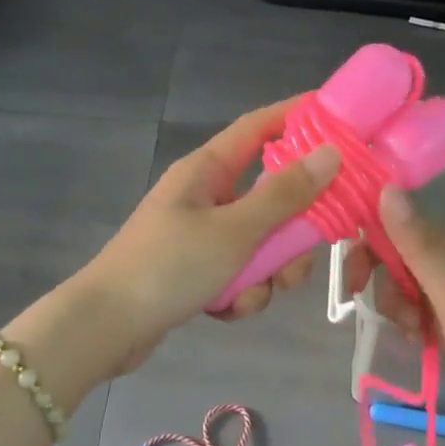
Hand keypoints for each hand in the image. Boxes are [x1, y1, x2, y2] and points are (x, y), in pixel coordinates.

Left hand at [78, 100, 341, 370]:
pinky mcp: (197, 269)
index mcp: (208, 169)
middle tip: (305, 253)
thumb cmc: (169, 266)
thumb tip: (331, 153)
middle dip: (292, 229)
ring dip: (267, 271)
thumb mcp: (235, 231)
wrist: (105, 329)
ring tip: (253, 294)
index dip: (298, 116)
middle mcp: (206, 194)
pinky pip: (240, 271)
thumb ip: (285, 195)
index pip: (260, 126)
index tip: (339, 117)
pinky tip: (226, 310)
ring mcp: (201, 232)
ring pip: (261, 240)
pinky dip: (241, 291)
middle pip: (270, 194)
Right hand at [349, 186, 444, 445]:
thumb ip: (419, 246)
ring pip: (404, 288)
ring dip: (398, 310)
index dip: (369, 245)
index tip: (353, 280)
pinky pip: (418, 315)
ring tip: (418, 334)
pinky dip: (412, 327)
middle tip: (392, 315)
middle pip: (396, 257)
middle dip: (383, 283)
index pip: (396, 226)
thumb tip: (387, 188)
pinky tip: (423, 345)